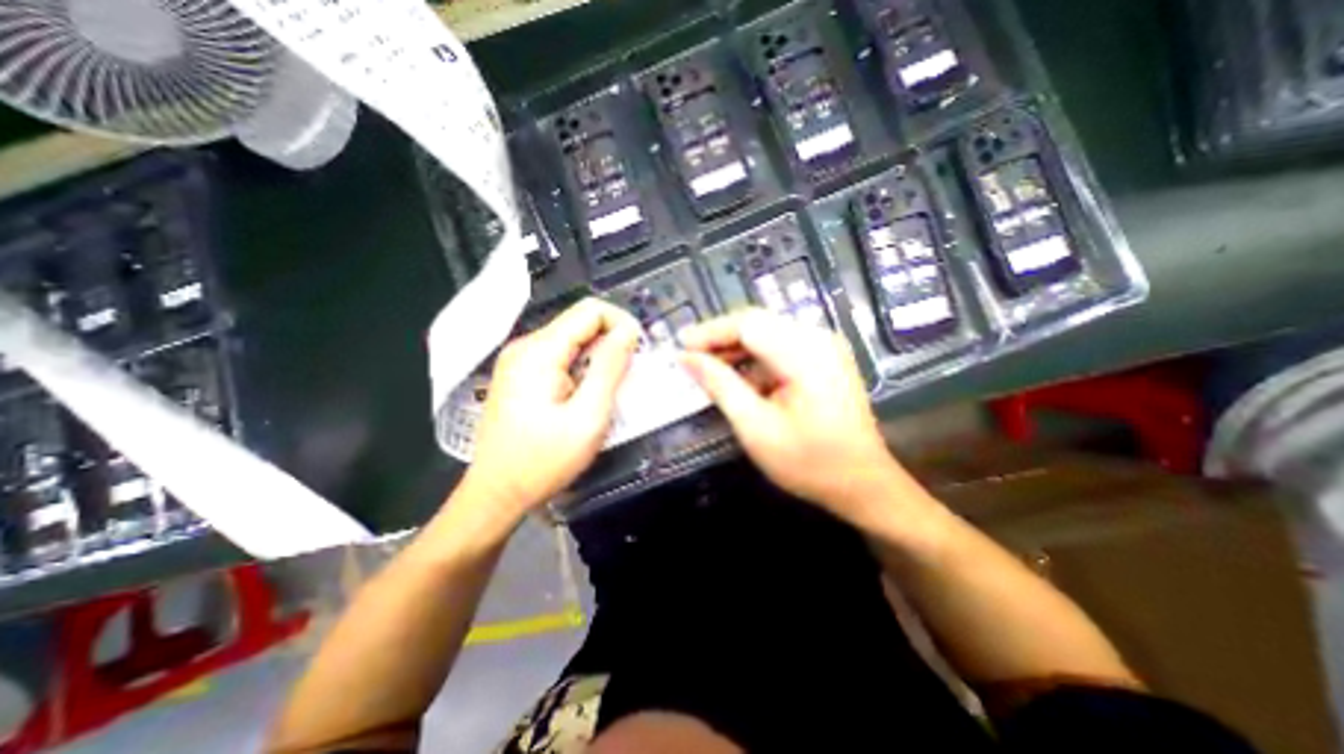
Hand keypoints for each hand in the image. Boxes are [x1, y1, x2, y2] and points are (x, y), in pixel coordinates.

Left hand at [462, 297, 639, 518]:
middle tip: (629, 376)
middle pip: (581, 322)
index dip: (622, 323)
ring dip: (598, 357)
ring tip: (610, 390)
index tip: (638, 352)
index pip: (591, 310)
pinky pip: (560, 357)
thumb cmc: (543, 460)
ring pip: (572, 340)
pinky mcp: (520, 374)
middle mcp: (526, 346)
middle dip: (612, 342)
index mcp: (540, 351)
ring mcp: (519, 360)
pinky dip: (582, 367)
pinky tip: (586, 395)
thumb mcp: (588, 417)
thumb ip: (609, 369)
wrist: (497, 493)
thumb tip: (628, 332)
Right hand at [682, 311, 911, 520]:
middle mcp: (818, 338)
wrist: (863, 483)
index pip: (747, 323)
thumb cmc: (809, 462)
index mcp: (806, 353)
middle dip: (719, 339)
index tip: (680, 347)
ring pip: (766, 332)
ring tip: (707, 368)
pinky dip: (753, 358)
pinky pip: (779, 346)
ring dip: (735, 348)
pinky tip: (737, 376)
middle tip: (689, 359)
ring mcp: (824, 346)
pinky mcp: (824, 358)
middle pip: (757, 323)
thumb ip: (720, 386)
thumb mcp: (756, 427)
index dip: (709, 332)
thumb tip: (686, 358)